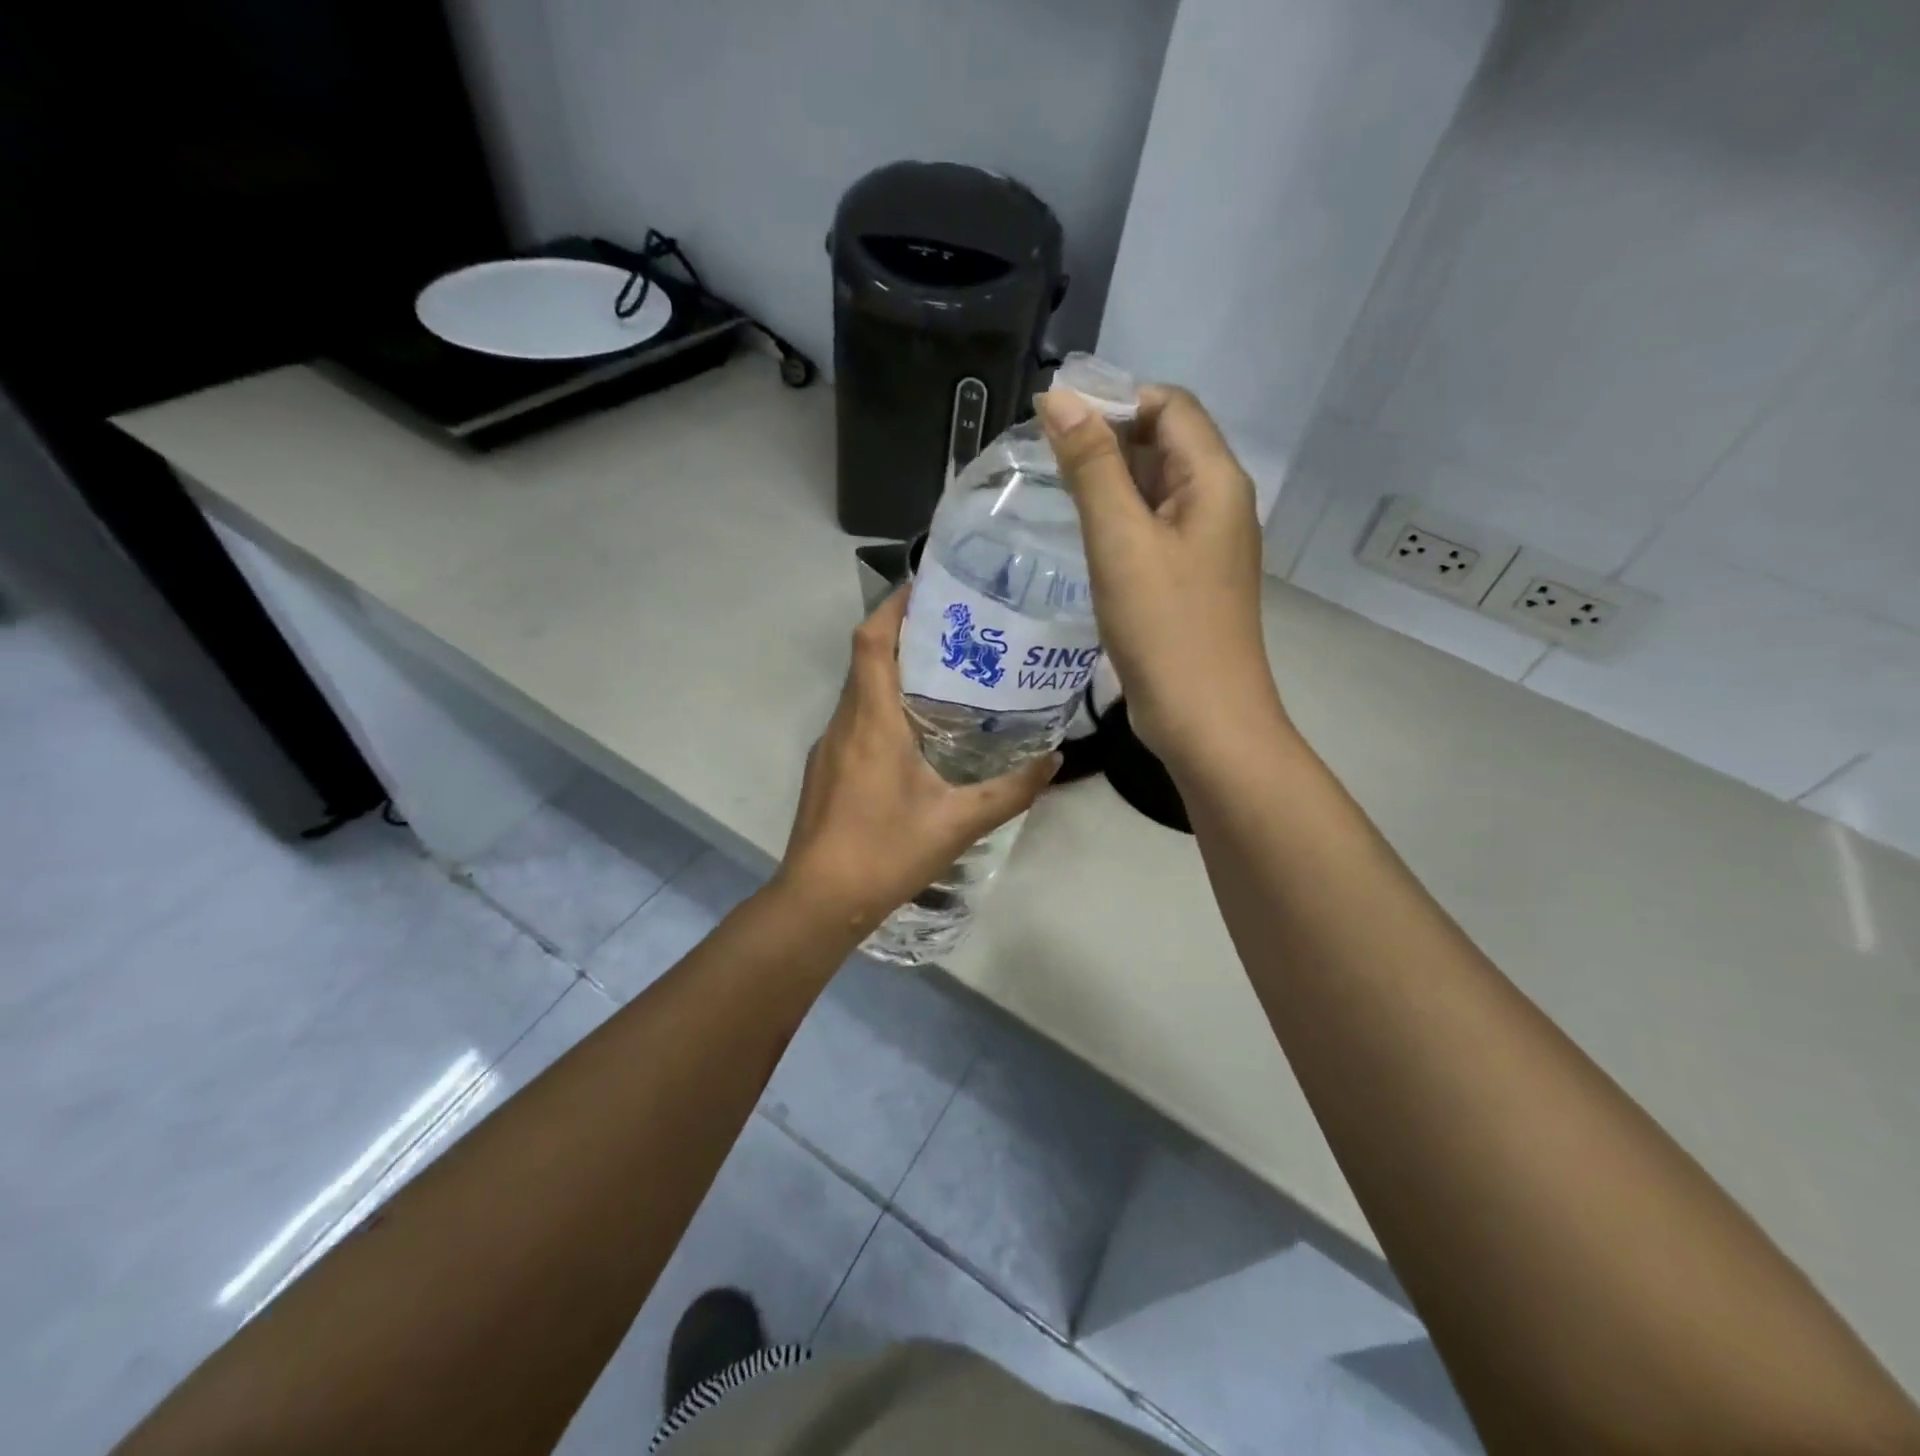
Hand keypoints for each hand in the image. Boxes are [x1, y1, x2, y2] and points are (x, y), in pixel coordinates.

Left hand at [776, 591, 1059, 935]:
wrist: (819, 900)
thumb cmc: (886, 852)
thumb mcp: (958, 822)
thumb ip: (1011, 790)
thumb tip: (1055, 759)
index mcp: (871, 721)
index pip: (871, 640)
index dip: (893, 604)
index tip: (927, 585)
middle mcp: (843, 723)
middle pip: (866, 659)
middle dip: (902, 634)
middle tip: (955, 630)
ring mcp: (828, 748)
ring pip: (859, 692)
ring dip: (893, 673)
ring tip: (943, 676)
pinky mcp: (824, 771)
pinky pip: (854, 721)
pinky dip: (881, 708)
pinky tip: (914, 735)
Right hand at [1037, 384, 1284, 769]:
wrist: (1204, 719)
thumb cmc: (1164, 627)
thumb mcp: (1120, 540)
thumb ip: (1091, 466)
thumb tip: (1058, 397)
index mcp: (1214, 480)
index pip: (1169, 405)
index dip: (1114, 399)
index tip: (1054, 419)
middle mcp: (1218, 503)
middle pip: (1165, 443)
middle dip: (1107, 440)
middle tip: (1043, 456)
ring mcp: (1206, 545)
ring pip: (1155, 490)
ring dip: (1109, 482)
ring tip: (1052, 490)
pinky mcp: (1188, 580)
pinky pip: (1153, 530)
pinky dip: (1119, 521)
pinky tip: (1082, 536)